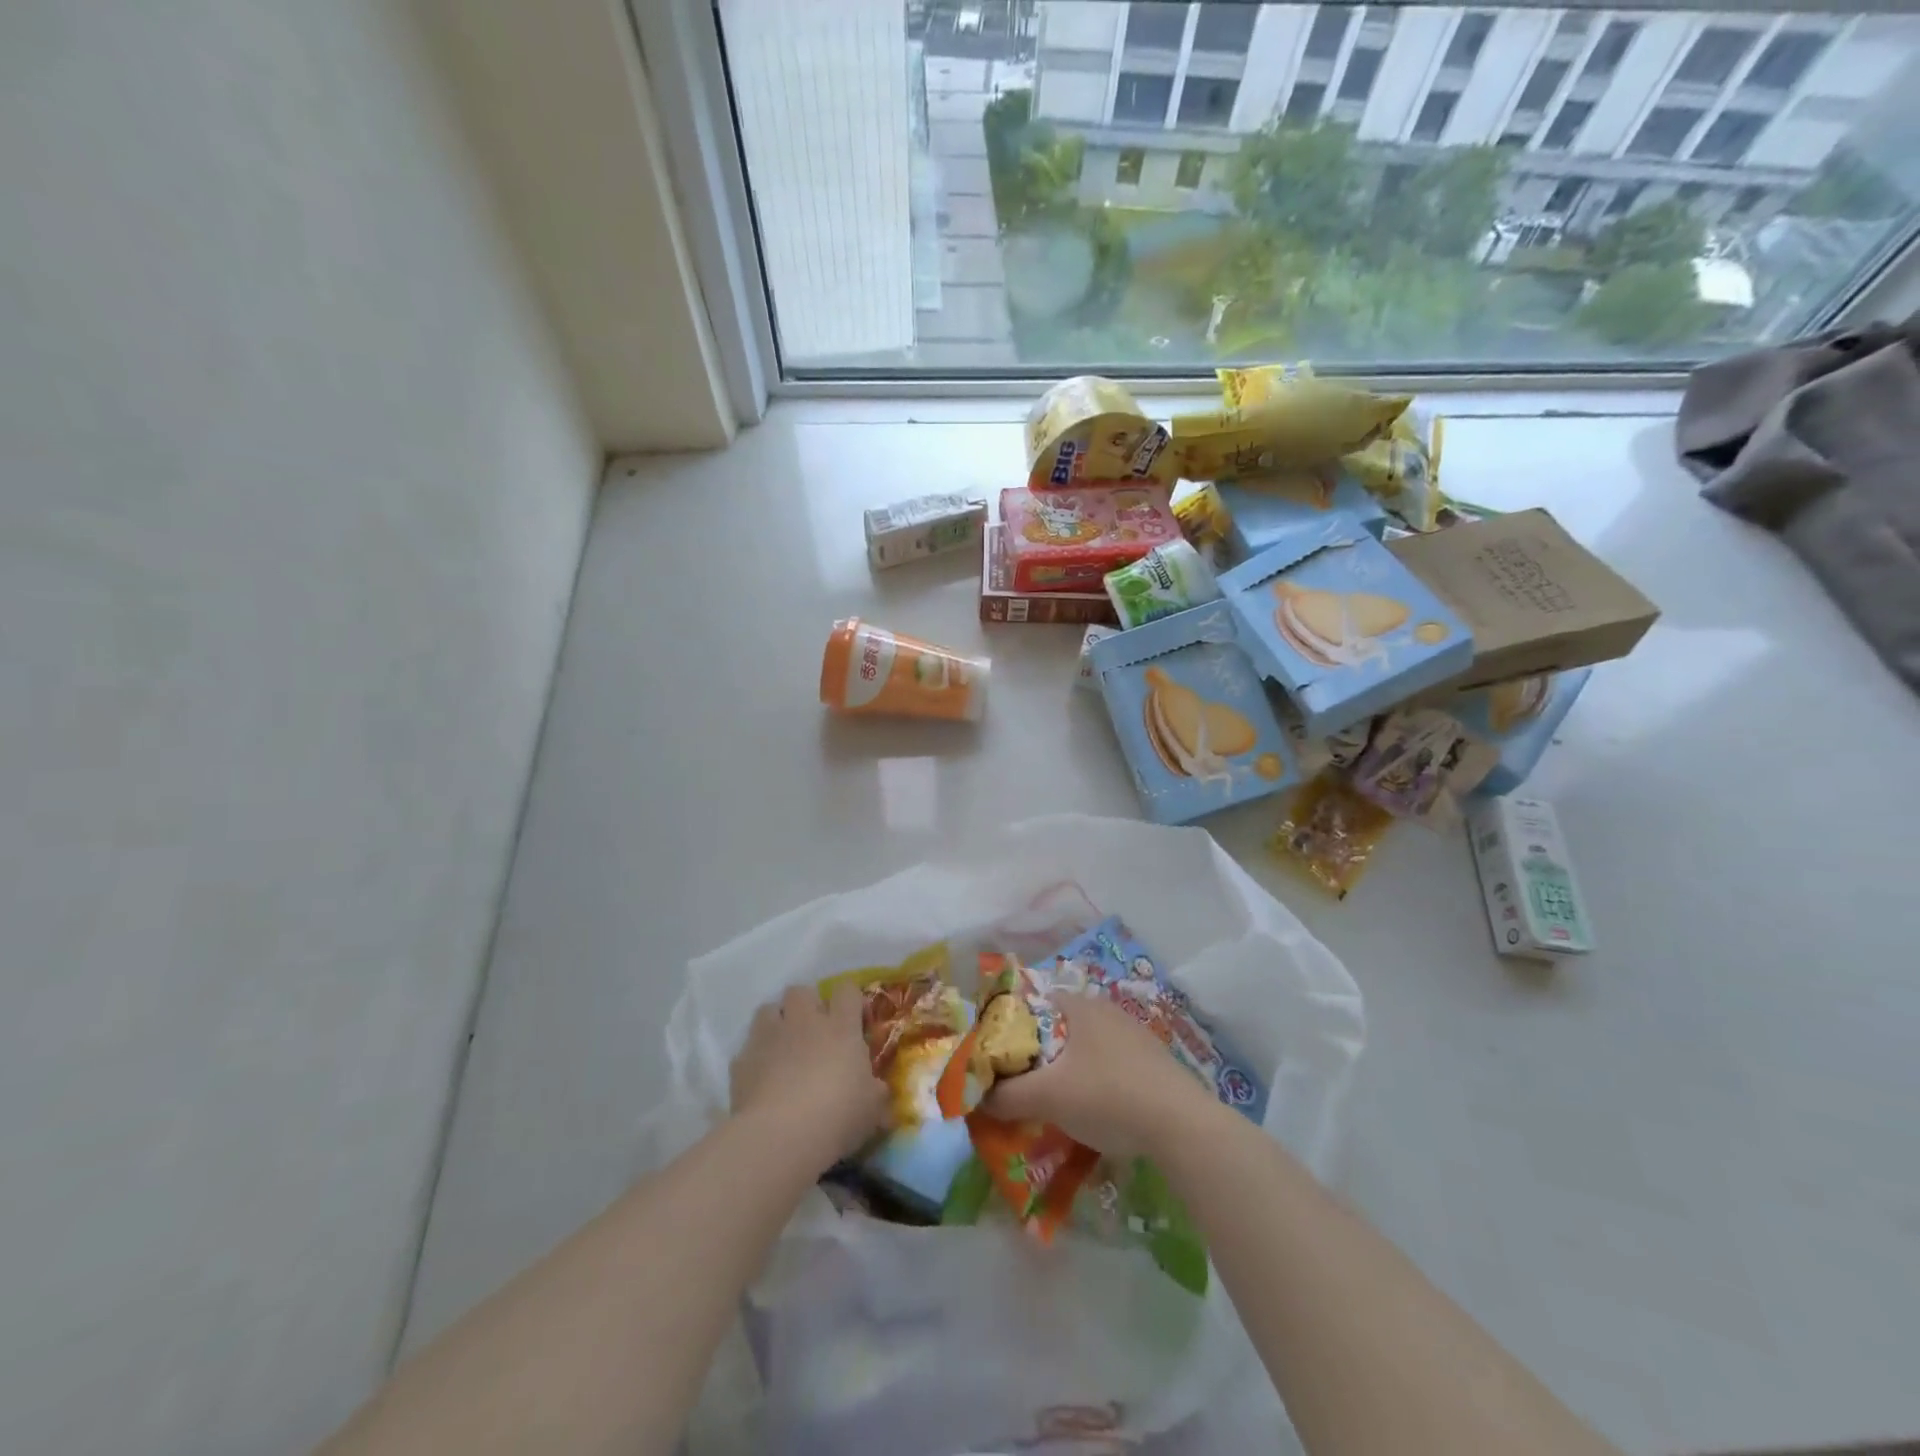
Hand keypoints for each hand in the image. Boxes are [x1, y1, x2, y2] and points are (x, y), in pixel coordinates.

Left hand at [731, 985, 885, 1167]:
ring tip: (783, 1049)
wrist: (780, 1136)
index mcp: (840, 1027)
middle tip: (813, 1033)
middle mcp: (803, 1022)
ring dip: (776, 1023)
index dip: (850, 1000)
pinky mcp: (741, 1061)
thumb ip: (876, 1092)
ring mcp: (769, 1037)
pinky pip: (747, 1049)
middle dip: (806, 1005)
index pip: (847, 991)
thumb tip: (879, 1090)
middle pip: (801, 991)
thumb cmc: (837, 1115)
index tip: (854, 1020)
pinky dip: (755, 1059)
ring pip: (768, 1009)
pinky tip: (761, 1081)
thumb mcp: (872, 1108)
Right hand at [982, 992, 1215, 1159]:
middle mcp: (1106, 1011)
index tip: (1001, 1059)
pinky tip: (1096, 1110)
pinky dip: (1096, 1082)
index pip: (1035, 1005)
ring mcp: (1134, 1035)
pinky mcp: (1153, 1061)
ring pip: (1087, 1048)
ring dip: (1068, 1070)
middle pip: (1060, 1028)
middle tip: (1024, 1084)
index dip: (1013, 1029)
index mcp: (1079, 1007)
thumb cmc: (1107, 1096)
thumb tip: (978, 1099)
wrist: (1181, 1125)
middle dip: (1040, 1054)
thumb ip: (1008, 1096)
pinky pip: (1111, 1065)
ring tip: (1055, 1102)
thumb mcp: (1048, 1097)